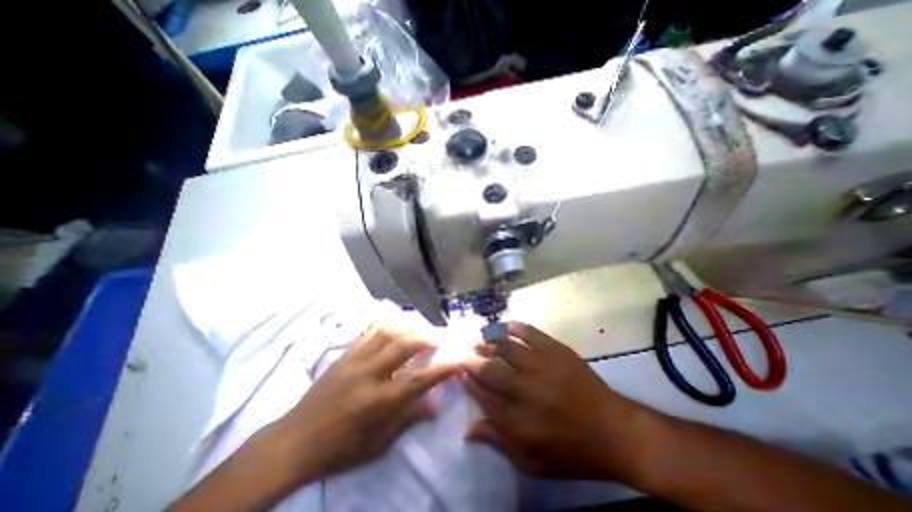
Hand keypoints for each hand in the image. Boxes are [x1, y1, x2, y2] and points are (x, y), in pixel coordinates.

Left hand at [269, 323, 458, 483]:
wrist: (294, 441)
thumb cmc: (339, 449)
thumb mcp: (377, 445)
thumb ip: (408, 420)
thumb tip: (435, 406)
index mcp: (378, 402)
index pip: (418, 381)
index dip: (442, 371)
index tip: (457, 363)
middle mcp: (368, 375)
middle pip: (404, 346)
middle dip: (426, 339)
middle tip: (438, 340)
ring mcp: (354, 361)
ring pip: (387, 333)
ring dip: (408, 328)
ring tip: (419, 330)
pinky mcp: (344, 355)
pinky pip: (369, 333)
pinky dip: (386, 325)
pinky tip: (395, 325)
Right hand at [464, 321, 655, 480]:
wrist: (615, 431)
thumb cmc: (572, 452)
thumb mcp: (533, 462)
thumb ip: (499, 443)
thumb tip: (468, 430)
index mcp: (519, 422)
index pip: (483, 397)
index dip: (470, 383)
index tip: (463, 374)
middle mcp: (527, 391)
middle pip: (491, 371)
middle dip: (475, 362)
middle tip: (468, 356)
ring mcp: (542, 367)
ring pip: (507, 348)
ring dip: (490, 343)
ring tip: (481, 340)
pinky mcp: (557, 351)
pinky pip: (531, 334)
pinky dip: (515, 328)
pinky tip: (506, 326)